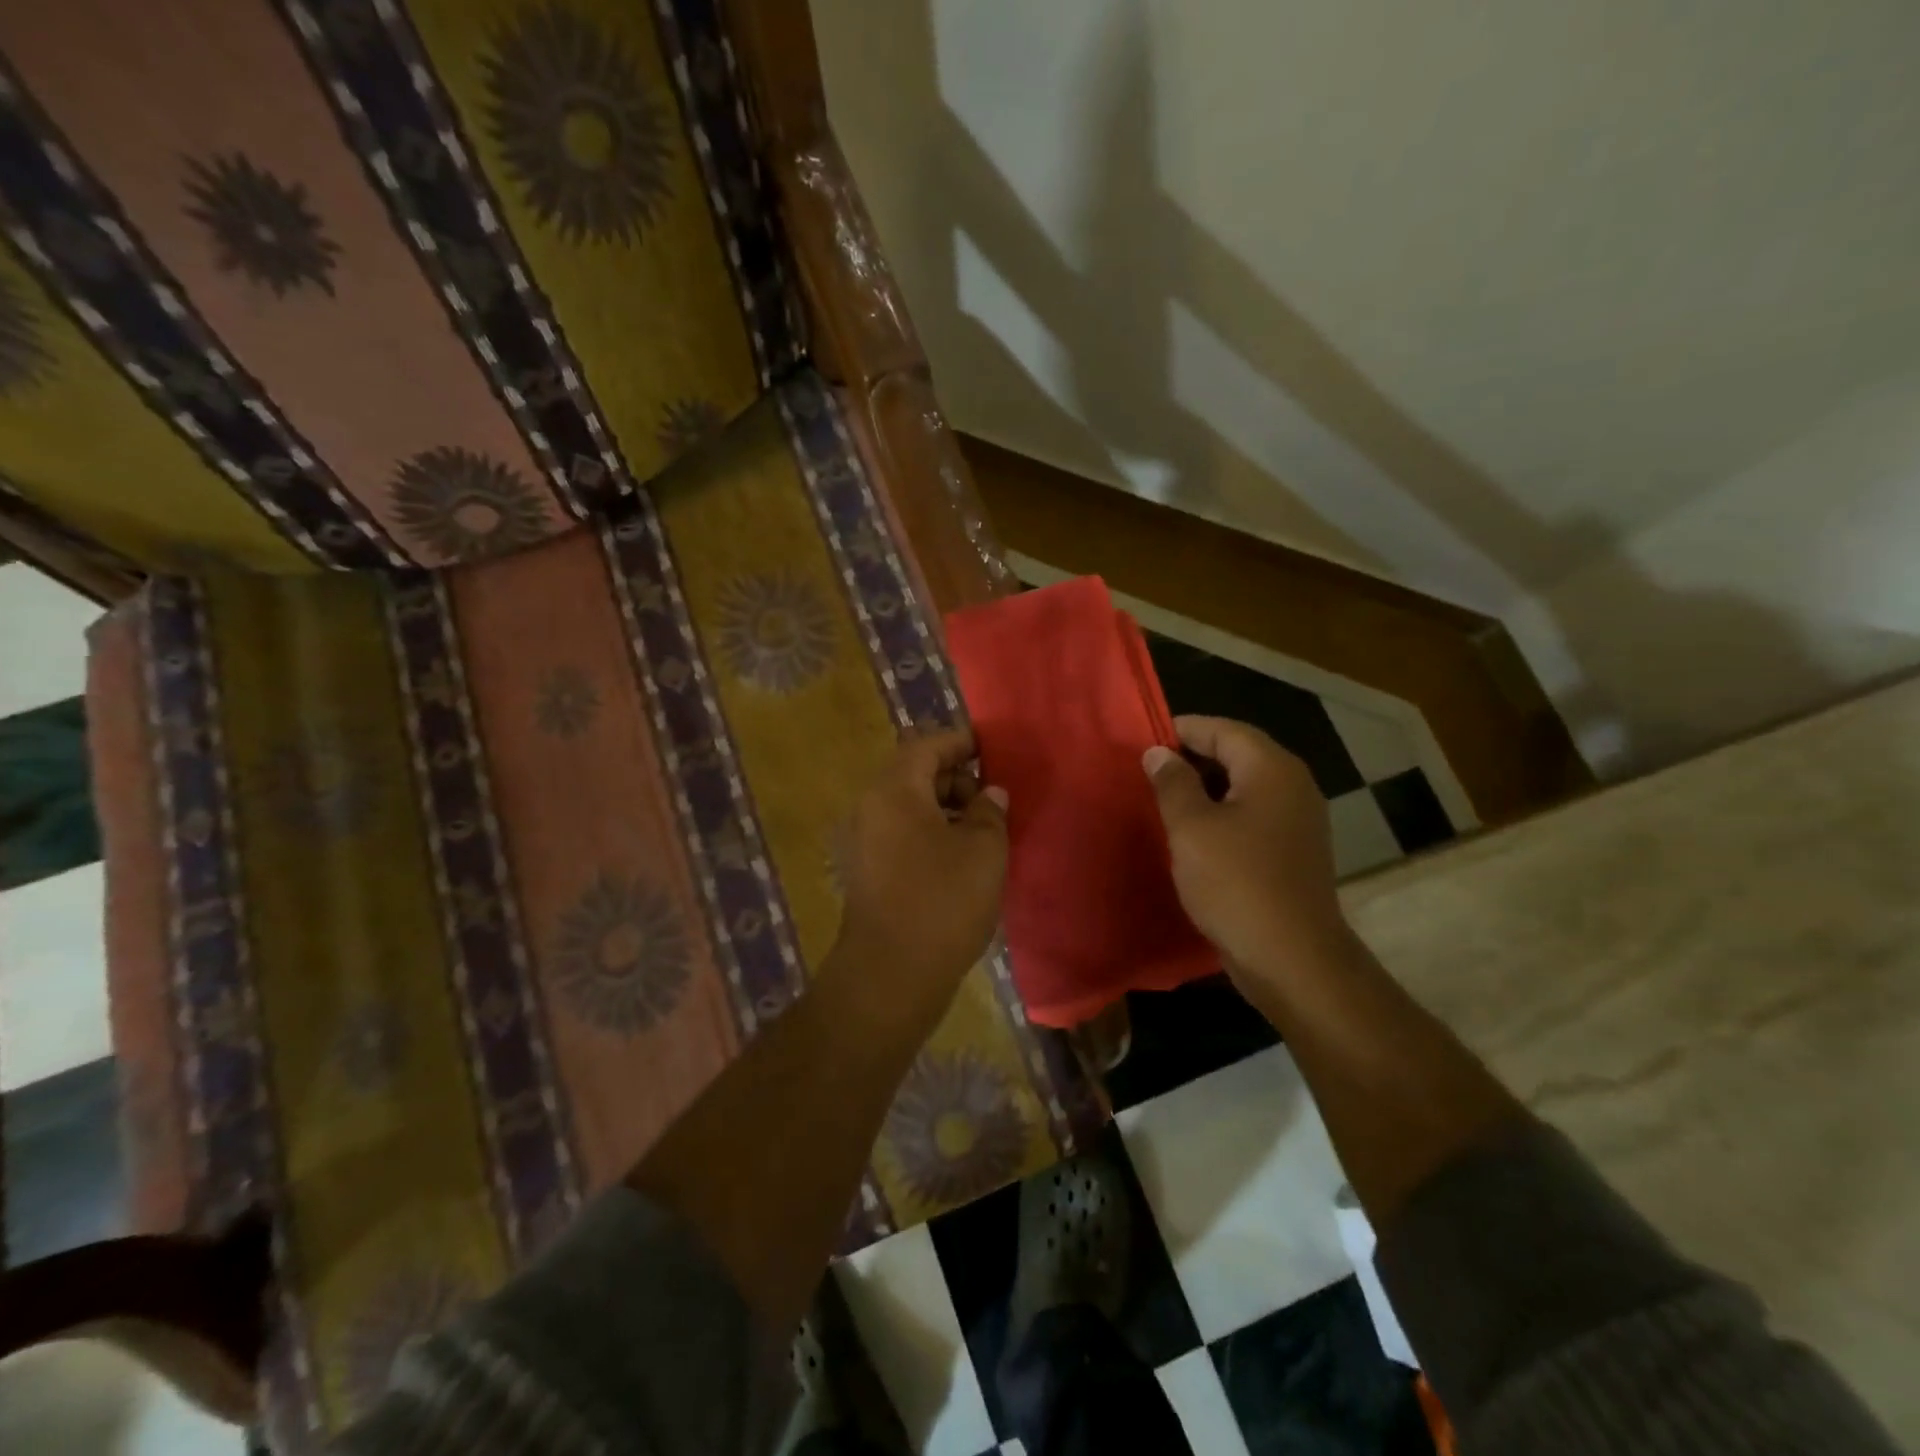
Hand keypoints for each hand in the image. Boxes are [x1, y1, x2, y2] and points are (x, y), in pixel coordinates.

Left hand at [830, 728, 1009, 1025]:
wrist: (891, 973)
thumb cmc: (943, 900)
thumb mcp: (984, 849)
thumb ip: (989, 811)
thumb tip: (989, 794)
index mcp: (894, 789)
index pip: (927, 744)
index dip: (961, 742)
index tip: (991, 750)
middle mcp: (868, 807)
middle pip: (912, 773)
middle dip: (954, 778)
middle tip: (990, 799)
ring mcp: (860, 840)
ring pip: (906, 805)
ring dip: (942, 808)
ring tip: (980, 830)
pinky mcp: (863, 871)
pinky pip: (898, 833)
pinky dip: (927, 832)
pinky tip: (957, 857)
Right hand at [1143, 716, 1347, 986]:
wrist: (1291, 958)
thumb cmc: (1236, 883)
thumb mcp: (1191, 828)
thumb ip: (1172, 783)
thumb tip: (1158, 752)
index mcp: (1272, 769)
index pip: (1224, 730)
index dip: (1182, 729)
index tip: (1144, 740)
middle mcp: (1293, 786)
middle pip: (1238, 754)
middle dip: (1193, 757)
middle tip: (1148, 769)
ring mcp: (1298, 820)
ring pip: (1245, 786)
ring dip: (1205, 788)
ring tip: (1163, 798)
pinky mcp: (1294, 851)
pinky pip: (1253, 815)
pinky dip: (1222, 814)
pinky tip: (1193, 833)